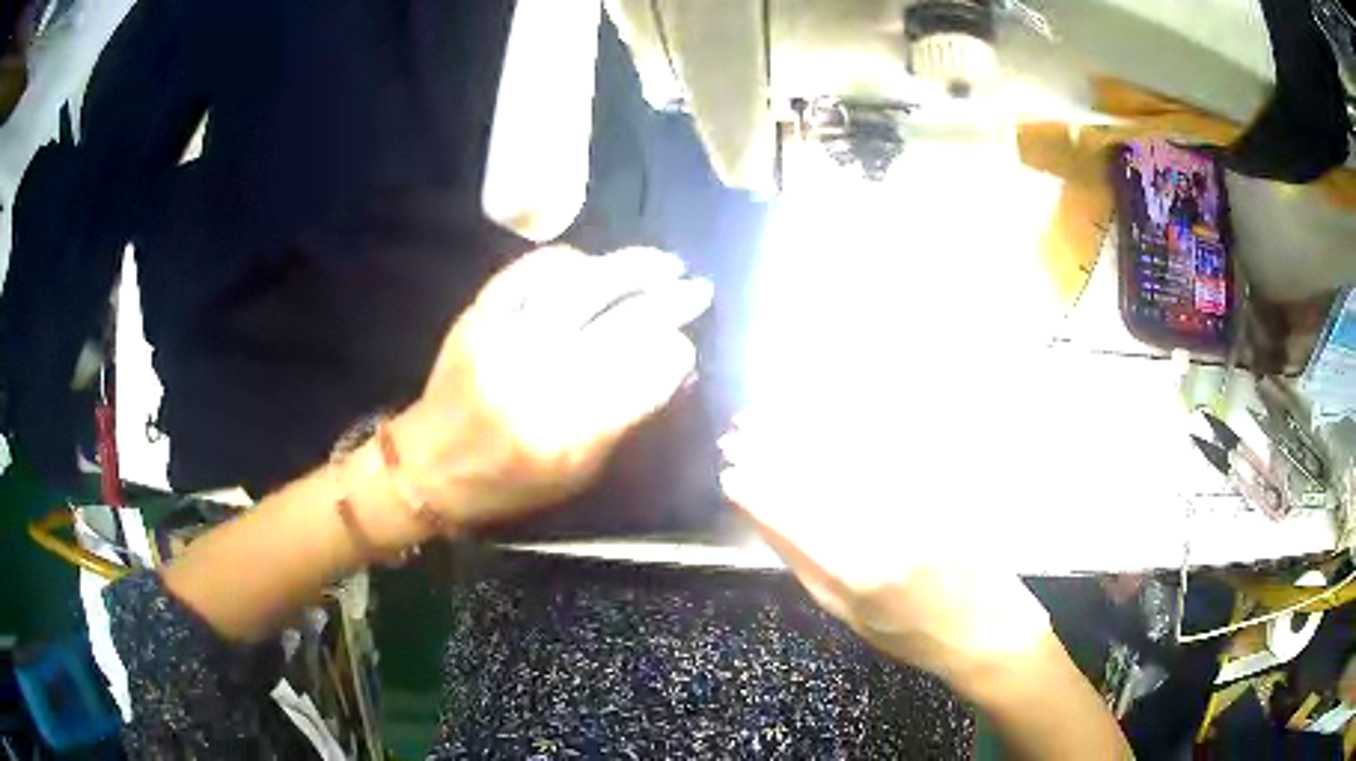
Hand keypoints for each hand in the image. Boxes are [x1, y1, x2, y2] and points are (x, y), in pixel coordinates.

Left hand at [390, 246, 711, 528]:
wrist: (427, 468)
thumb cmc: (506, 483)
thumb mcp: (575, 476)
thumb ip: (621, 424)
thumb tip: (666, 370)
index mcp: (566, 433)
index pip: (640, 379)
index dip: (674, 355)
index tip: (687, 345)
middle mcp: (538, 379)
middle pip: (620, 326)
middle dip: (669, 303)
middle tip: (697, 289)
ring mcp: (505, 340)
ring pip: (580, 288)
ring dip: (629, 268)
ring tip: (661, 262)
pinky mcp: (478, 317)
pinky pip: (527, 273)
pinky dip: (565, 261)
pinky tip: (592, 262)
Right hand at [718, 416, 1051, 688]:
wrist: (985, 629)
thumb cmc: (910, 633)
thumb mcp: (846, 616)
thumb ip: (806, 566)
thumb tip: (765, 518)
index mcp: (854, 577)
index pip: (791, 521)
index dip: (756, 492)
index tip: (730, 473)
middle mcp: (884, 534)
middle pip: (816, 478)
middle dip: (771, 448)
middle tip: (740, 429)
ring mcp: (918, 505)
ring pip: (850, 453)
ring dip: (805, 428)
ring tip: (772, 413)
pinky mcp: (944, 486)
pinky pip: (893, 447)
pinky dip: (856, 425)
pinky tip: (833, 410)